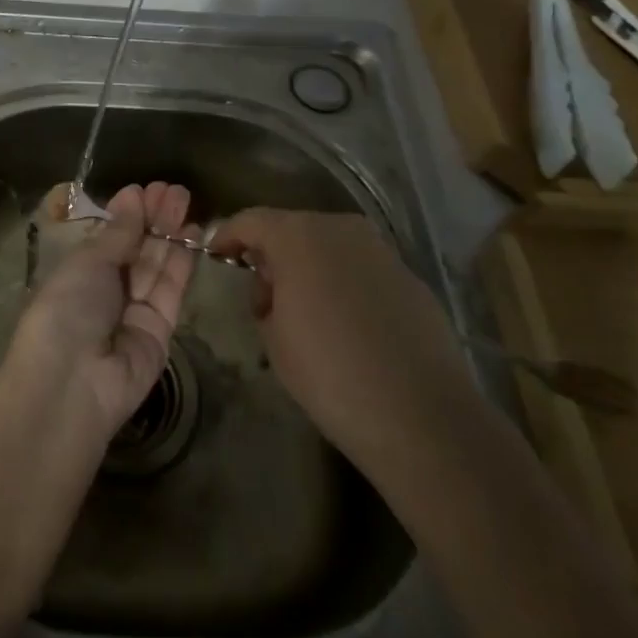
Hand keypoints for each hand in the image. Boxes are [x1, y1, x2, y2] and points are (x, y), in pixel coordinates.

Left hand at [7, 182, 196, 437]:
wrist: (72, 381)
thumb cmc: (66, 309)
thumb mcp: (87, 263)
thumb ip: (117, 234)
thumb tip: (131, 199)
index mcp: (78, 274)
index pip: (108, 239)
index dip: (126, 214)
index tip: (143, 189)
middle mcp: (106, 292)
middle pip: (135, 250)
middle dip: (152, 218)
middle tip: (172, 188)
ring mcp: (134, 312)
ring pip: (155, 266)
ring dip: (169, 232)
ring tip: (183, 198)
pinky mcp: (161, 331)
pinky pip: (171, 290)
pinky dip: (180, 260)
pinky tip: (190, 231)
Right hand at [210, 209, 475, 471]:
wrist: (421, 416)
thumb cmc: (329, 374)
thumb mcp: (272, 336)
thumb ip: (264, 296)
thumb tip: (276, 286)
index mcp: (298, 236)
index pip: (250, 220)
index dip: (228, 236)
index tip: (217, 257)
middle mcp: (341, 230)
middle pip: (292, 228)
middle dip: (272, 254)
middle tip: (263, 294)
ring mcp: (381, 251)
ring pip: (330, 246)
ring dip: (310, 267)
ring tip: (304, 311)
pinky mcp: (410, 278)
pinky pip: (361, 269)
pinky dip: (344, 283)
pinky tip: (345, 324)